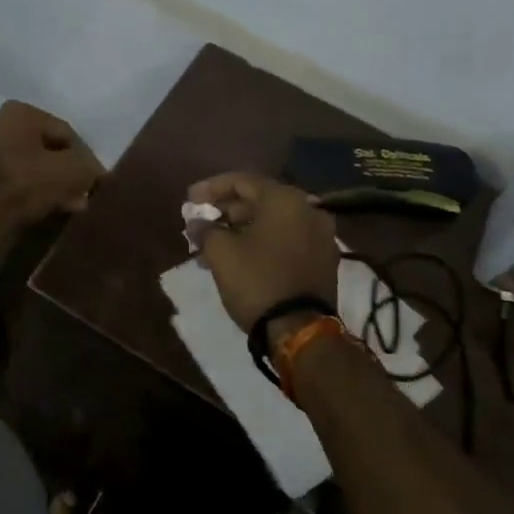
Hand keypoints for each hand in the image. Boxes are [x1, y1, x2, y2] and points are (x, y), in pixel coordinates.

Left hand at [0, 101, 104, 249]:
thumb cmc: (25, 184)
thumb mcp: (71, 172)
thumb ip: (89, 168)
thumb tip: (97, 174)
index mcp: (20, 112)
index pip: (67, 133)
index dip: (87, 159)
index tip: (98, 183)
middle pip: (49, 151)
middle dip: (69, 174)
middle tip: (84, 197)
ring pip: (33, 169)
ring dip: (54, 187)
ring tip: (71, 207)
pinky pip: (16, 184)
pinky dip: (33, 195)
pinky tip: (48, 211)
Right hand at [188, 173, 338, 335]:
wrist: (300, 331)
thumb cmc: (257, 281)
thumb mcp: (221, 253)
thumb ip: (205, 230)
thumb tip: (197, 223)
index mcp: (286, 199)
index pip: (242, 181)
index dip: (211, 188)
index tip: (190, 200)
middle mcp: (309, 210)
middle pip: (260, 200)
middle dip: (226, 211)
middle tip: (202, 223)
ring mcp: (321, 236)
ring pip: (273, 223)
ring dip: (242, 229)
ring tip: (214, 245)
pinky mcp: (323, 261)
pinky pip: (286, 240)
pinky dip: (262, 242)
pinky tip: (239, 257)